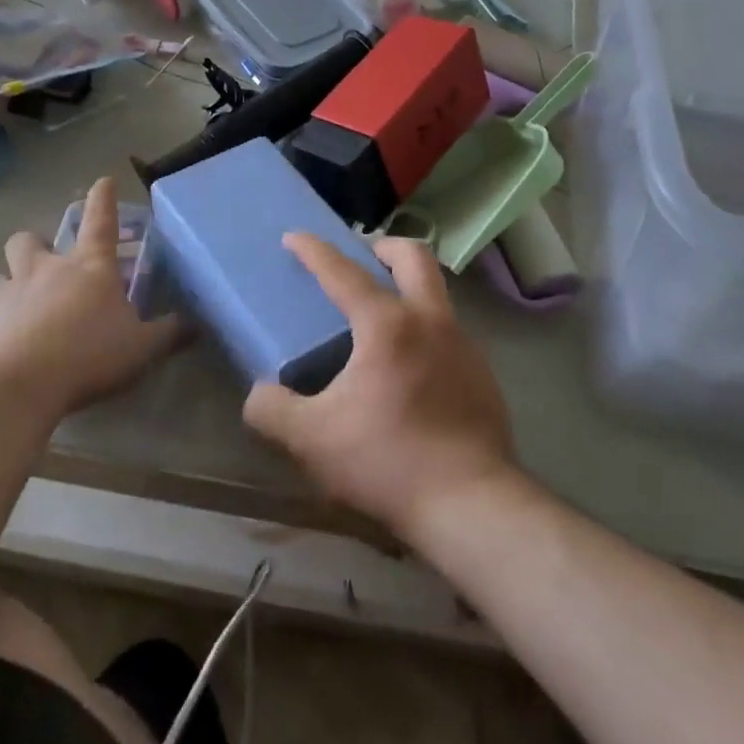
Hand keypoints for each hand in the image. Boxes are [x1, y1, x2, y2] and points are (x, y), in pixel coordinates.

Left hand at [0, 178, 180, 419]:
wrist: (17, 385)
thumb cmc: (88, 355)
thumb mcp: (141, 348)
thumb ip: (168, 334)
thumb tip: (195, 324)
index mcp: (88, 268)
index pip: (100, 221)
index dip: (103, 199)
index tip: (103, 181)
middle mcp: (44, 272)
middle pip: (26, 240)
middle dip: (33, 245)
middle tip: (43, 265)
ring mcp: (6, 297)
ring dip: (6, 287)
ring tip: (17, 309)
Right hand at [242, 234, 514, 539]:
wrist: (472, 506)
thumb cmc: (387, 461)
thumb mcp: (312, 440)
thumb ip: (273, 410)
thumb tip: (259, 394)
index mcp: (387, 325)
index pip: (344, 272)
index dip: (315, 250)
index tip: (295, 237)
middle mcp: (430, 321)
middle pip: (414, 257)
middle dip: (385, 246)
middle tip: (364, 257)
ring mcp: (464, 346)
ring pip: (437, 293)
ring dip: (409, 289)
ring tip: (383, 321)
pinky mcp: (483, 375)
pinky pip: (450, 333)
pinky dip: (426, 331)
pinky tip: (411, 370)